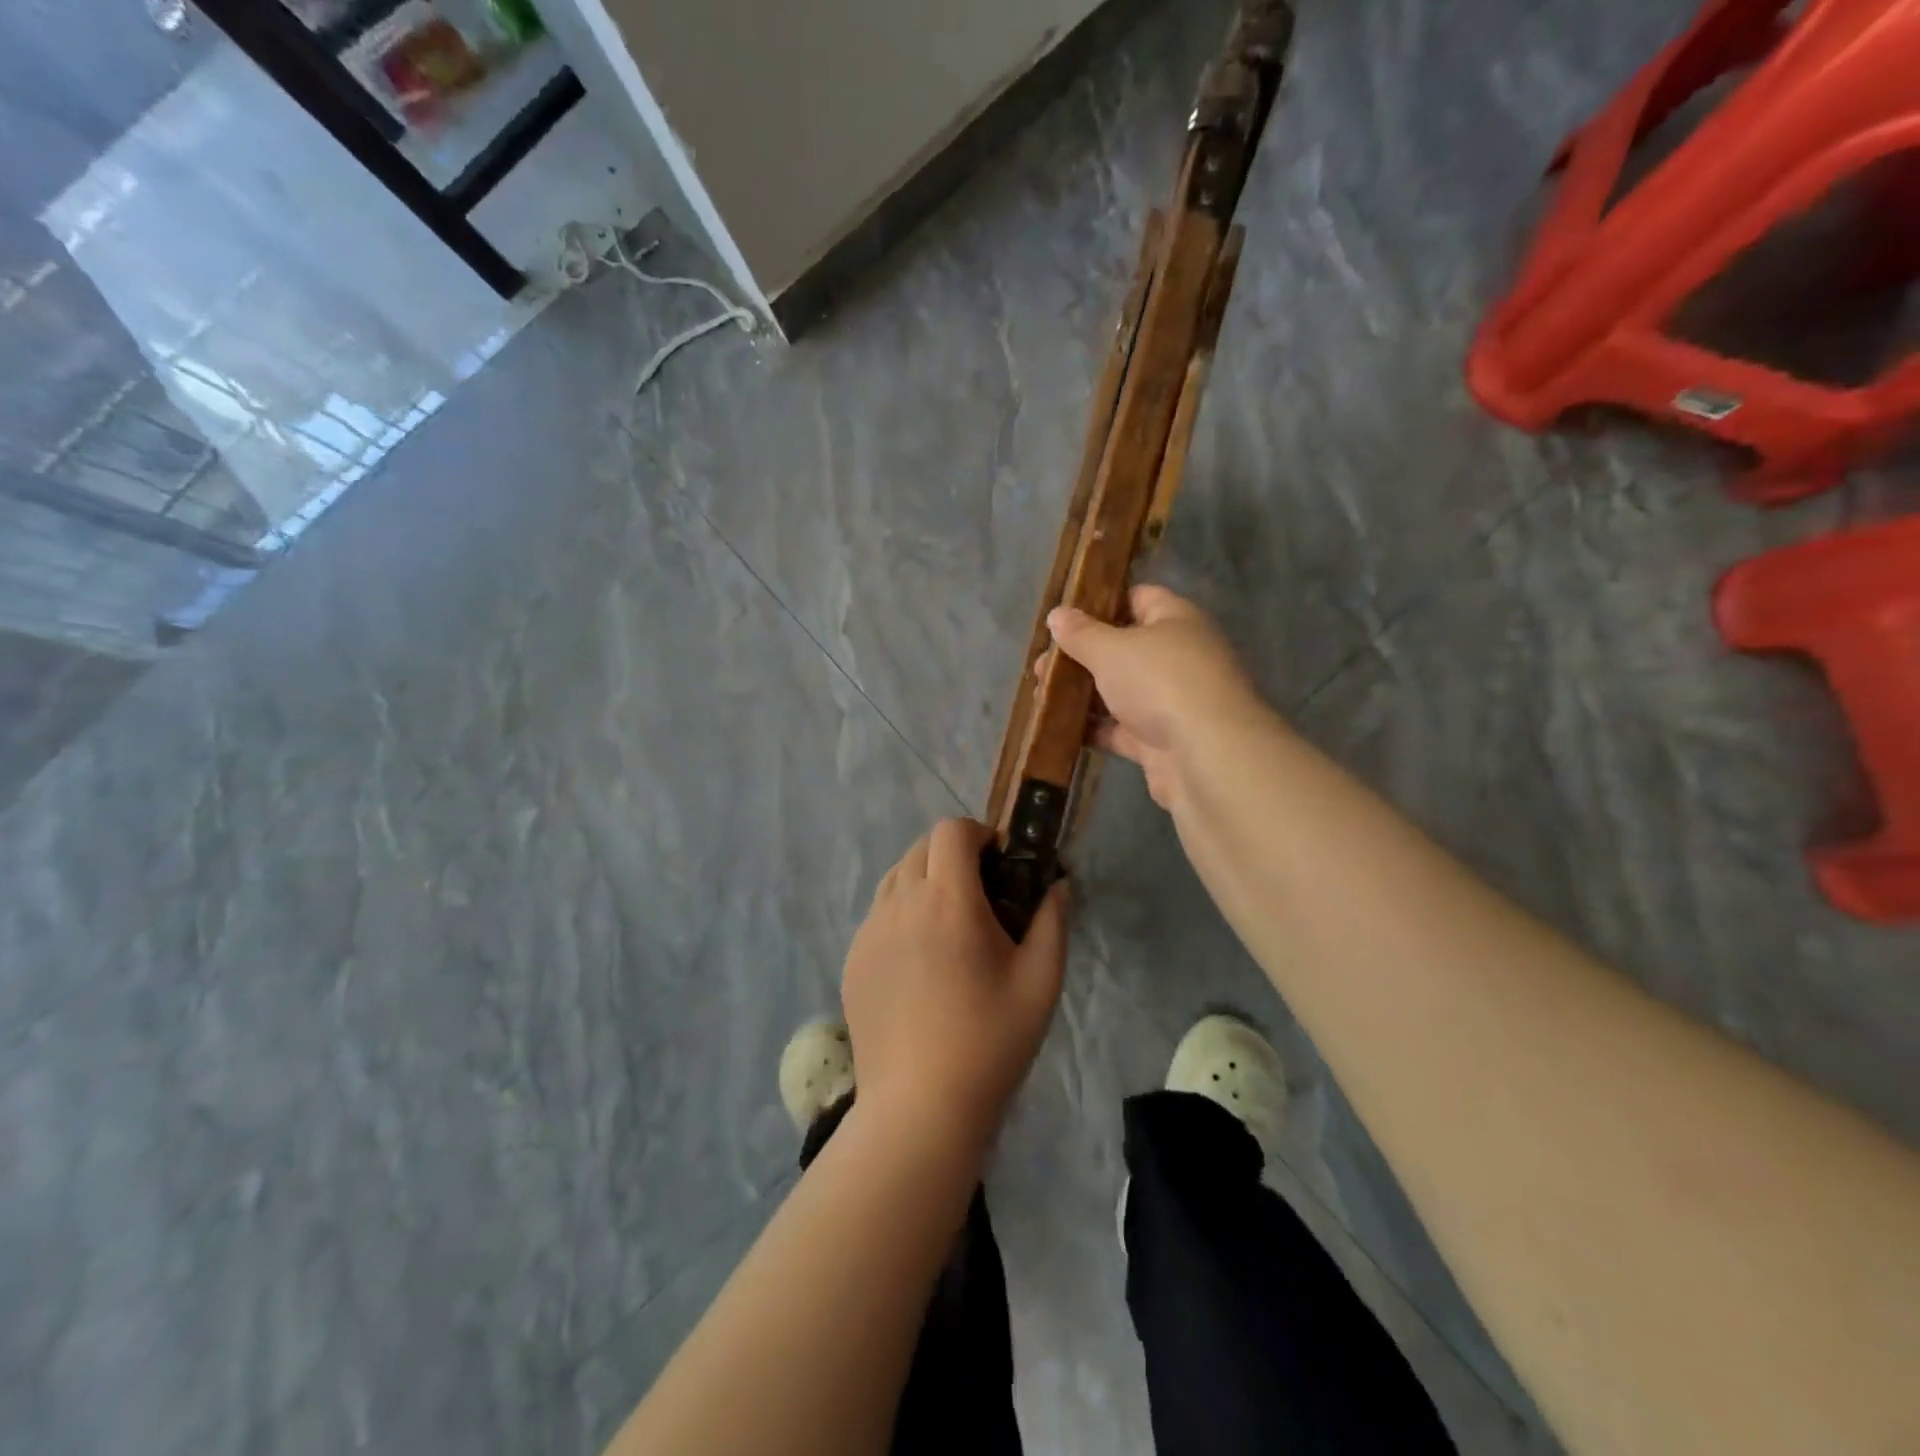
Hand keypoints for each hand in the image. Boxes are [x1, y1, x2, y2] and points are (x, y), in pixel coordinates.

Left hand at [842, 819, 1068, 1146]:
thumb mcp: (1041, 981)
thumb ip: (1052, 921)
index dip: (978, 833)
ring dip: (924, 880)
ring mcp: (869, 931)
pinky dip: (901, 913)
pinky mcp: (852, 959)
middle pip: (921, 847)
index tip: (999, 862)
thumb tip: (1058, 884)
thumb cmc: (990, 1041)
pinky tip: (920, 960)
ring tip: (948, 923)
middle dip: (953, 854)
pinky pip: (878, 913)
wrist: (919, 1107)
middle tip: (980, 894)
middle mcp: (901, 903)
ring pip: (895, 877)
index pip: (951, 831)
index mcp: (948, 900)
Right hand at [1047, 585, 1268, 813]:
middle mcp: (1177, 657)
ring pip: (1119, 691)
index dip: (1102, 603)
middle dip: (1082, 656)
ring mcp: (1170, 701)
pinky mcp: (1160, 741)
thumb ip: (1081, 633)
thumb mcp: (1112, 649)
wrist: (1205, 756)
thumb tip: (1057, 614)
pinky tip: (1058, 728)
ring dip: (1082, 694)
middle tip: (1042, 665)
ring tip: (1041, 694)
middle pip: (1124, 648)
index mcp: (1175, 621)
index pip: (1139, 598)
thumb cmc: (1160, 682)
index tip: (1063, 616)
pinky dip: (1093, 729)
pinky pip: (1120, 729)